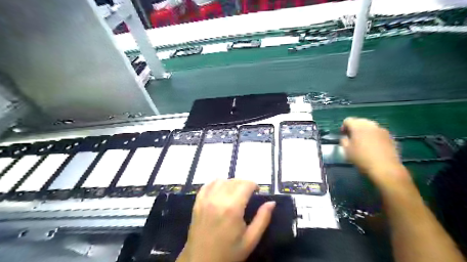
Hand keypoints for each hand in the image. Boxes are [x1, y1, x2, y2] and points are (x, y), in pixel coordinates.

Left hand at [178, 180, 274, 261]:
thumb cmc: (228, 253)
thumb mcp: (250, 240)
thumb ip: (262, 219)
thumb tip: (272, 202)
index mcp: (233, 208)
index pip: (245, 184)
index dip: (254, 185)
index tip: (258, 192)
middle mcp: (218, 199)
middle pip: (234, 181)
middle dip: (244, 184)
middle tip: (248, 194)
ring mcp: (206, 200)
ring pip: (221, 180)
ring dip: (231, 183)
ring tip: (235, 192)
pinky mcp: (197, 202)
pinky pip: (207, 185)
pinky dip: (216, 183)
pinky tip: (221, 190)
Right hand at [340, 117, 408, 185]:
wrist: (385, 168)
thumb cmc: (362, 158)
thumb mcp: (347, 151)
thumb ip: (343, 141)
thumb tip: (345, 137)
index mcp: (358, 127)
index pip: (348, 120)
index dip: (343, 127)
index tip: (343, 135)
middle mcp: (370, 125)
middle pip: (360, 121)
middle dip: (354, 127)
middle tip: (352, 137)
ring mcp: (382, 130)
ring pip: (370, 126)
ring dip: (364, 131)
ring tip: (363, 141)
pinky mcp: (390, 136)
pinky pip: (378, 132)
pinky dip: (373, 136)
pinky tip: (373, 146)